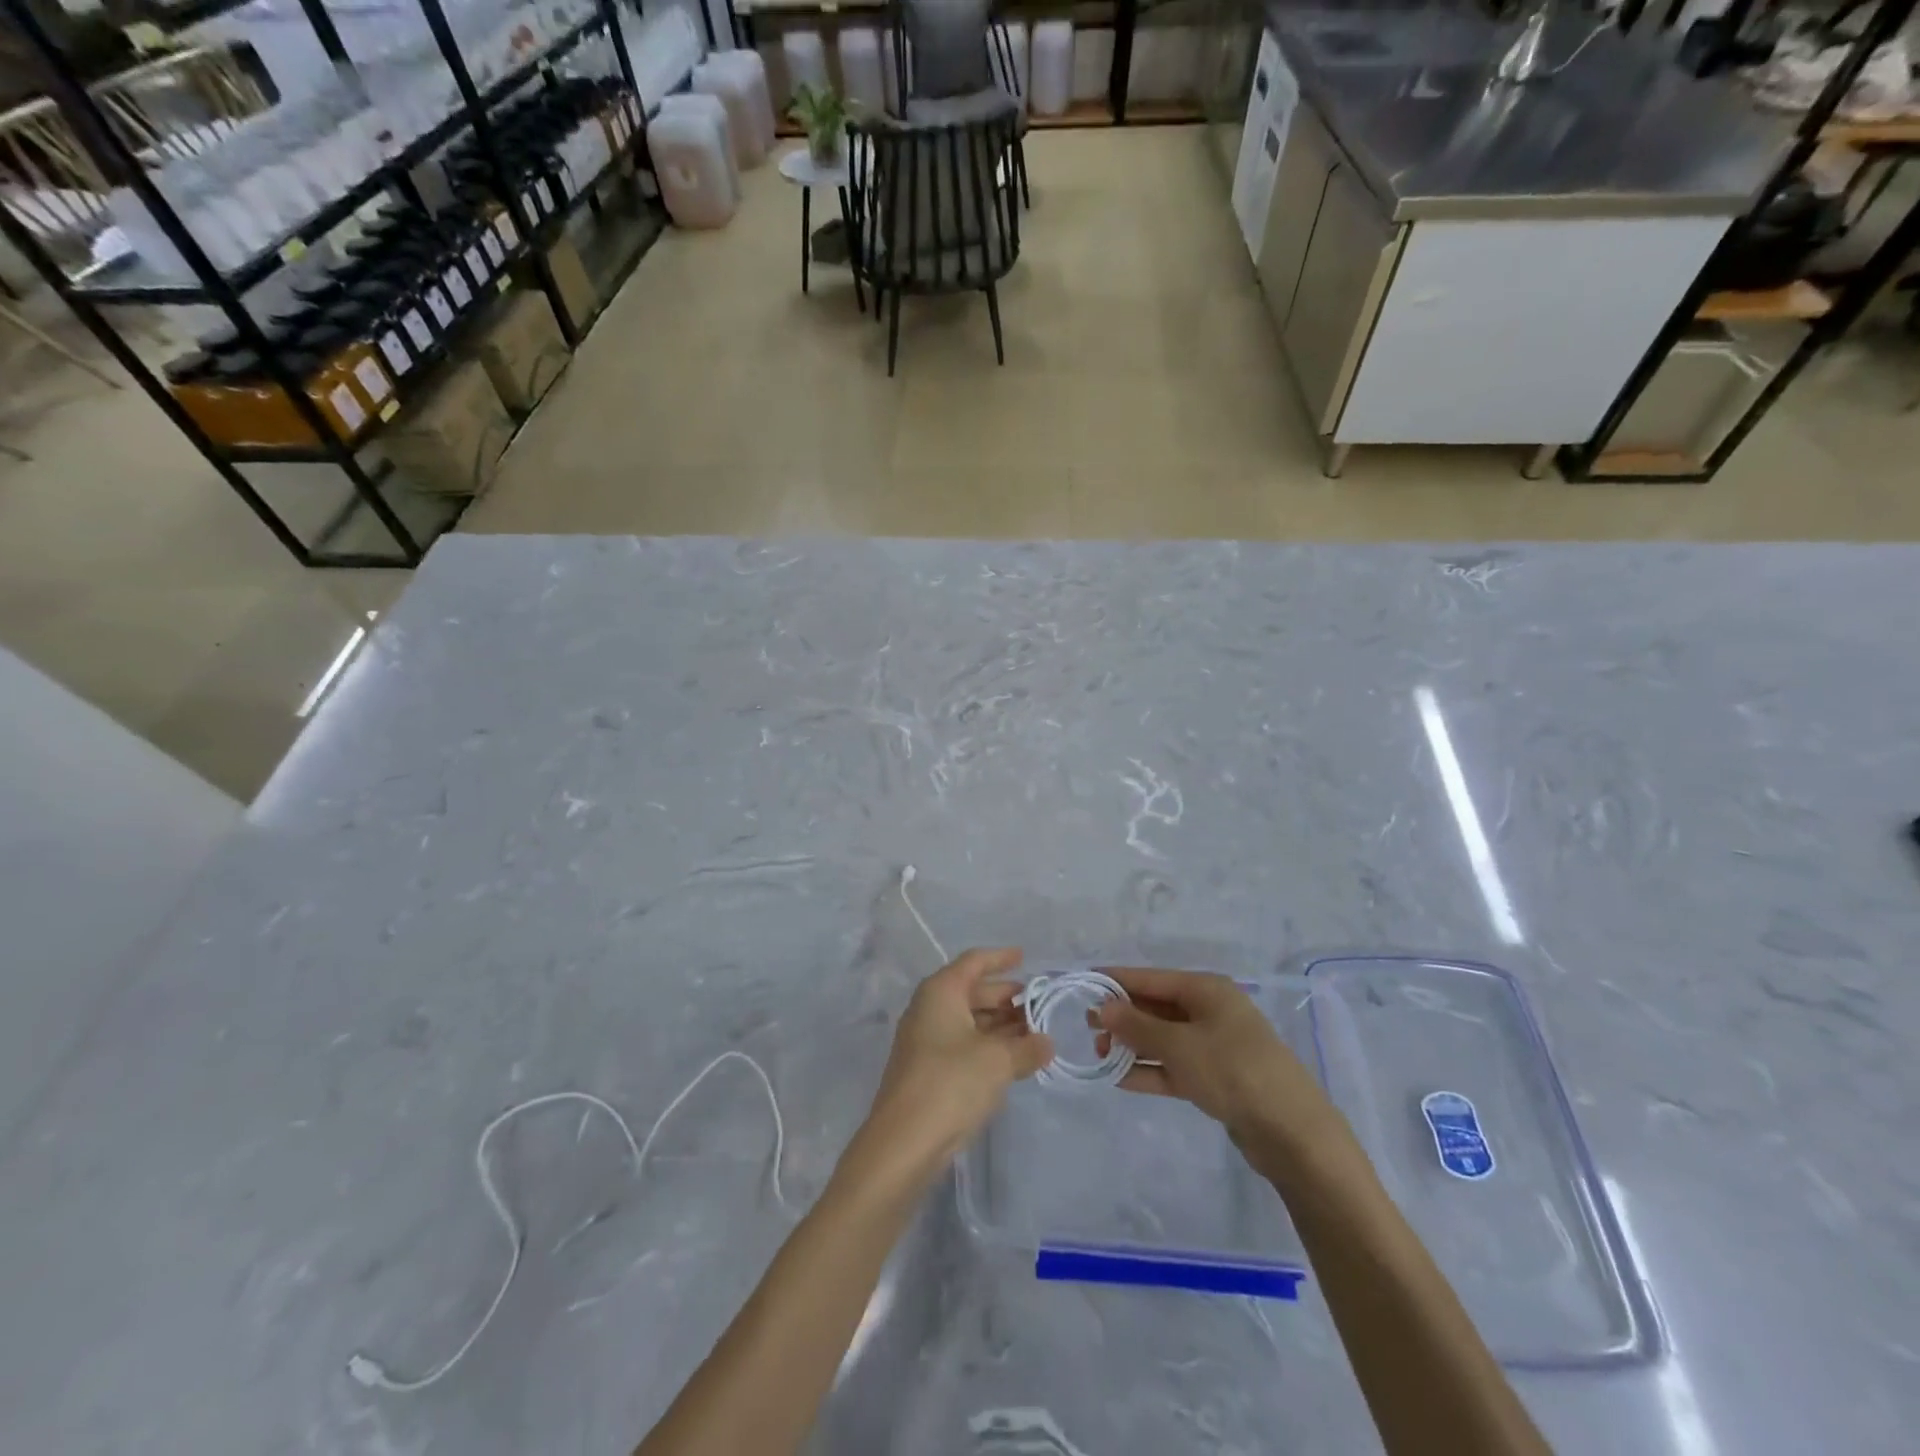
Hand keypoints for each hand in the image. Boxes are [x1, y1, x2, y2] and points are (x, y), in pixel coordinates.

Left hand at [851, 949, 1052, 1190]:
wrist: (903, 1142)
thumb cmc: (951, 1083)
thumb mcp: (998, 1061)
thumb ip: (1026, 1048)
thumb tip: (1046, 1042)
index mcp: (941, 992)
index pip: (974, 962)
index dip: (1000, 958)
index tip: (1024, 957)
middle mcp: (929, 1009)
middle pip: (972, 992)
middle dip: (1005, 997)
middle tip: (1038, 1005)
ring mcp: (925, 1041)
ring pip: (969, 1021)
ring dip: (1000, 1026)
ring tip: (1034, 1035)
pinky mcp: (927, 1071)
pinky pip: (963, 1046)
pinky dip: (988, 1047)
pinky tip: (1013, 1061)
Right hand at [1093, 968, 1337, 1159]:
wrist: (1292, 1132)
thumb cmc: (1232, 1071)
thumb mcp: (1178, 1045)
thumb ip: (1137, 1026)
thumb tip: (1103, 1008)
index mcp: (1205, 990)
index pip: (1150, 978)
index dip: (1115, 980)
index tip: (1082, 984)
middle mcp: (1210, 1011)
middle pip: (1156, 1007)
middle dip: (1122, 1016)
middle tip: (1087, 1027)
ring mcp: (1214, 1045)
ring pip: (1163, 1038)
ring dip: (1132, 1045)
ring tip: (1098, 1054)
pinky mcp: (1217, 1078)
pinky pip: (1174, 1066)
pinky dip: (1150, 1069)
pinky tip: (1120, 1078)